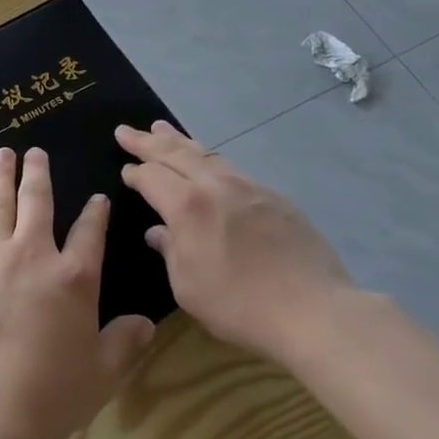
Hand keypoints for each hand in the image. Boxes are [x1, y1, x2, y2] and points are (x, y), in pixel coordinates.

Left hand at [0, 147, 156, 438]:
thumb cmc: (48, 394)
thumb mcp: (101, 375)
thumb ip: (124, 344)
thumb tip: (145, 323)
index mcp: (74, 278)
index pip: (90, 232)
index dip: (96, 213)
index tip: (97, 198)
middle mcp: (33, 256)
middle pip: (37, 201)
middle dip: (38, 173)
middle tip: (34, 150)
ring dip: (2, 176)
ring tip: (2, 155)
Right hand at [118, 121, 351, 363]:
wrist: (314, 310)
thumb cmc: (241, 306)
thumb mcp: (188, 288)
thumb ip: (169, 252)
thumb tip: (159, 232)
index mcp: (188, 206)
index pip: (152, 177)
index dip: (135, 172)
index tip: (125, 170)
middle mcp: (215, 185)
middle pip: (175, 153)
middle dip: (148, 141)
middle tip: (126, 131)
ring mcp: (248, 186)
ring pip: (206, 154)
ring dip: (179, 140)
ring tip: (162, 128)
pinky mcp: (273, 196)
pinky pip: (231, 167)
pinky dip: (209, 158)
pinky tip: (208, 163)